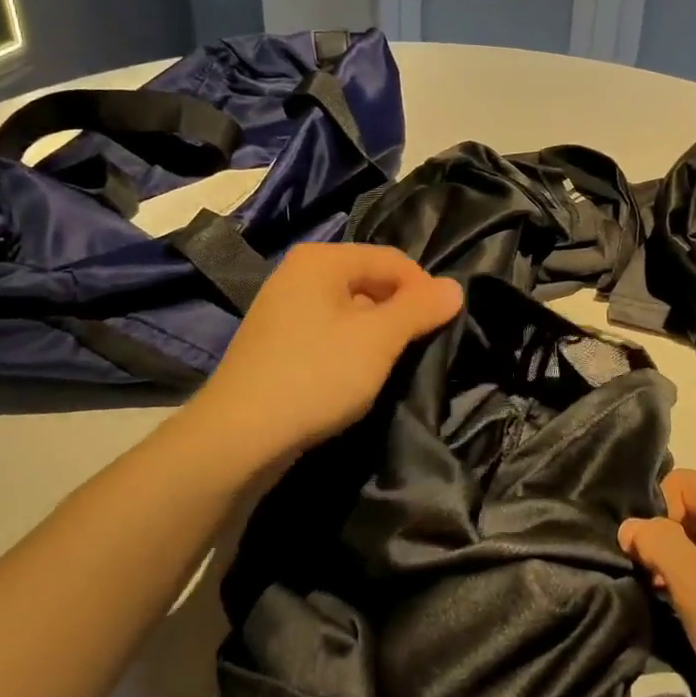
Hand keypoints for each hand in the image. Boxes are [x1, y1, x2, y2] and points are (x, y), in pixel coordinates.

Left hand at [194, 243, 462, 464]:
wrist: (239, 437)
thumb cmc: (316, 375)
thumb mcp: (379, 340)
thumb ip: (420, 309)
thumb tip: (455, 287)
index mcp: (322, 260)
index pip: (392, 259)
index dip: (424, 289)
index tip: (443, 326)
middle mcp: (299, 273)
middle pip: (370, 280)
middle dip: (400, 311)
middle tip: (419, 348)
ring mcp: (283, 308)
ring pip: (350, 309)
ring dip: (377, 333)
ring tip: (390, 365)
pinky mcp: (276, 342)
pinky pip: (328, 331)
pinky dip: (351, 347)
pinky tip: (356, 376)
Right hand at [619, 470, 695, 696]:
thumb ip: (657, 542)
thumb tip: (629, 526)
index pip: (681, 483)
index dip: (656, 515)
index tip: (645, 558)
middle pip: (691, 507)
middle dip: (663, 538)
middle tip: (649, 579)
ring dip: (675, 562)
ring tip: (663, 595)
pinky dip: (693, 579)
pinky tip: (682, 607)